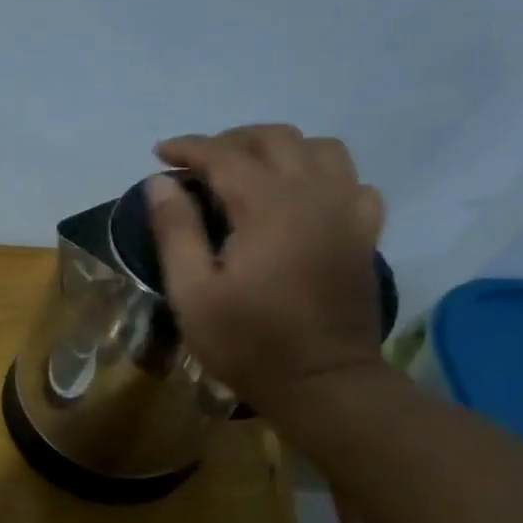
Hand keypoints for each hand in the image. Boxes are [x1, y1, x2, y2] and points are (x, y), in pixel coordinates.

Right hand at [147, 126, 386, 410]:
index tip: (159, 153)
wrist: (322, 383)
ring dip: (280, 149)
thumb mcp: (192, 293)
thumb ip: (175, 231)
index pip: (224, 155)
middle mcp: (314, 194)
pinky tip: (302, 199)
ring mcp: (347, 212)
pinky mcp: (364, 234)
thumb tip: (159, 182)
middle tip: (199, 164)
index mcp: (268, 205)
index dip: (188, 147)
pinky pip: (352, 182)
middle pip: (276, 138)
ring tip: (249, 171)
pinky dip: (322, 176)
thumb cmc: (247, 342)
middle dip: (231, 141)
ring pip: (321, 149)